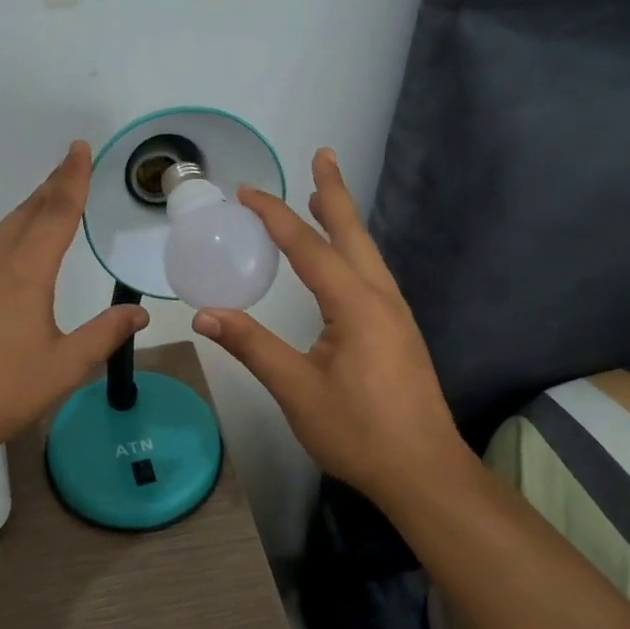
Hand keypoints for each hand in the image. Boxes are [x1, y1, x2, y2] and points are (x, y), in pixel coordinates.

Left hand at [0, 141, 148, 466]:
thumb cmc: (0, 392)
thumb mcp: (63, 368)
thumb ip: (103, 334)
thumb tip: (139, 313)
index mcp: (25, 272)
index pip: (57, 212)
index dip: (72, 178)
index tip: (80, 148)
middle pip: (28, 211)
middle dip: (52, 185)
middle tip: (71, 164)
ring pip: (3, 229)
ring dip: (29, 210)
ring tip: (49, 201)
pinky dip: (8, 235)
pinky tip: (12, 251)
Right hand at [190, 149, 476, 506]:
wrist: (425, 473)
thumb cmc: (359, 432)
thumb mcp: (297, 390)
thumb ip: (252, 346)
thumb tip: (205, 314)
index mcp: (356, 306)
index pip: (308, 248)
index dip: (275, 217)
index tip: (247, 192)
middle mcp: (380, 298)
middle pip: (353, 234)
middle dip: (333, 193)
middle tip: (321, 155)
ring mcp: (395, 315)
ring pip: (367, 252)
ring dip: (344, 219)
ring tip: (323, 195)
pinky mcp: (397, 331)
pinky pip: (370, 273)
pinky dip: (351, 249)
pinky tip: (342, 258)